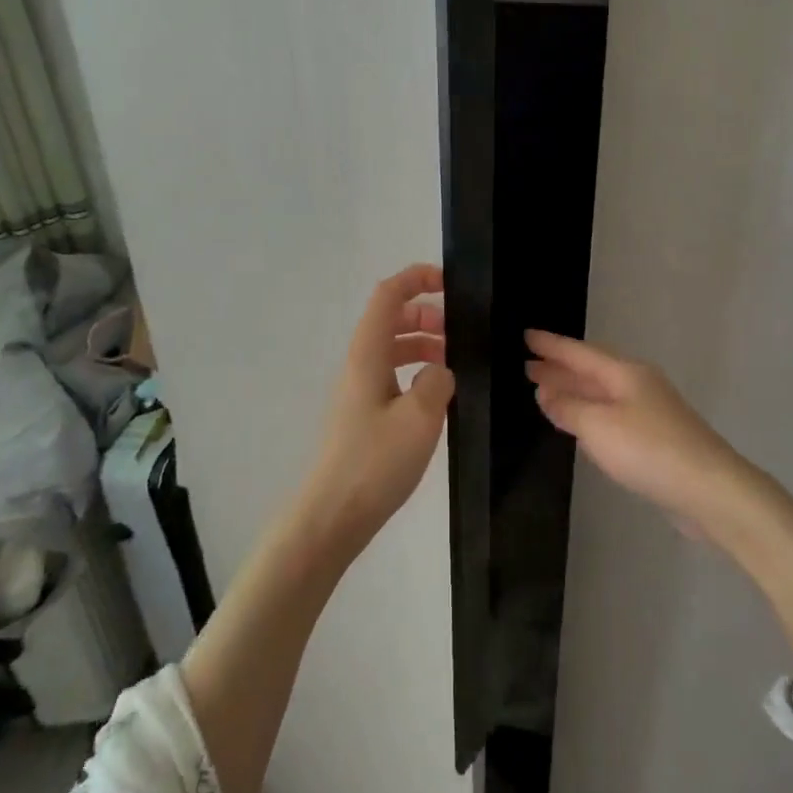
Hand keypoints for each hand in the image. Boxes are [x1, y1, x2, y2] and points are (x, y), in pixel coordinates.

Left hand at [305, 264, 453, 545]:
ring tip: (454, 362)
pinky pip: (391, 374)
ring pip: (391, 348)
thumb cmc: (375, 462)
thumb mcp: (420, 417)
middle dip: (425, 313)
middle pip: (390, 318)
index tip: (450, 283)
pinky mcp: (363, 413)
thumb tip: (439, 371)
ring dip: (422, 343)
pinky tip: (437, 394)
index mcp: (368, 354)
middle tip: (459, 331)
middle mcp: (359, 363)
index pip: (388, 296)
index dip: (416, 278)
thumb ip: (437, 381)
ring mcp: (359, 389)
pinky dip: (416, 370)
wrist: (334, 514)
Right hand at [524, 329, 752, 530]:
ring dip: (573, 390)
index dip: (552, 346)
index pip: (580, 353)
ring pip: (602, 393)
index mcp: (625, 374)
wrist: (710, 489)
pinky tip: (579, 422)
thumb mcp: (598, 427)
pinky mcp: (656, 438)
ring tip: (545, 390)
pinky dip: (589, 412)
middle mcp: (639, 385)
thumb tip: (545, 392)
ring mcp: (650, 411)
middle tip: (528, 365)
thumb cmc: (649, 450)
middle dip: (560, 368)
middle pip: (592, 371)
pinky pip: (612, 414)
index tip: (526, 335)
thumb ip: (568, 408)